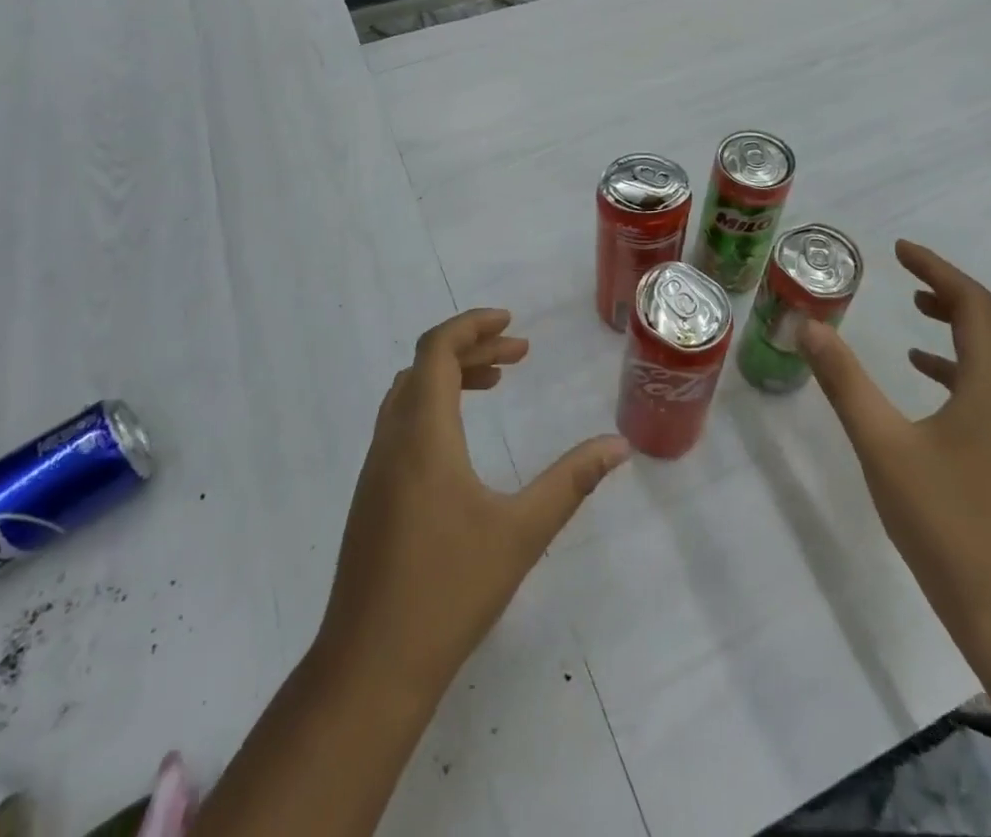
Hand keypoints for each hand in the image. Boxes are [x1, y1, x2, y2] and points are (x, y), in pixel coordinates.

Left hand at [315, 308, 630, 706]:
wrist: (370, 667)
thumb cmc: (449, 590)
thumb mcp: (522, 532)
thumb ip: (571, 482)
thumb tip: (620, 446)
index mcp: (423, 434)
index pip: (437, 350)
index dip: (473, 326)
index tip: (512, 322)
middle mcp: (392, 440)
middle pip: (424, 365)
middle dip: (472, 348)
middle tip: (518, 355)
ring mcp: (375, 469)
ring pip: (409, 394)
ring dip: (450, 376)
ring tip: (495, 384)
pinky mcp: (371, 496)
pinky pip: (401, 423)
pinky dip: (433, 407)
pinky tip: (461, 442)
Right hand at [798, 240, 990, 651]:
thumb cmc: (945, 520)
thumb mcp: (882, 444)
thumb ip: (845, 382)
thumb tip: (809, 326)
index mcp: (989, 387)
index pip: (976, 307)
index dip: (940, 271)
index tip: (901, 250)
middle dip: (950, 288)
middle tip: (907, 270)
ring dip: (957, 321)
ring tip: (915, 307)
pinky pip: (982, 384)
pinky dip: (953, 361)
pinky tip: (920, 372)